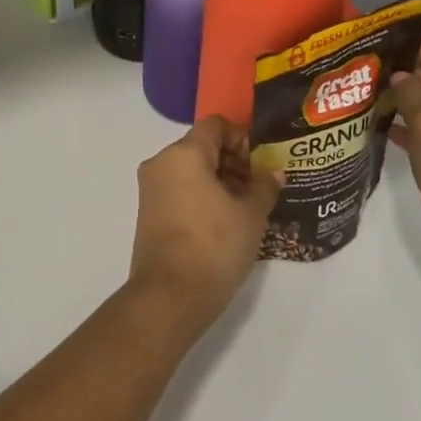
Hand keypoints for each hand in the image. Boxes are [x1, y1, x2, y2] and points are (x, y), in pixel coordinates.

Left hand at [129, 117, 282, 327]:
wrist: (170, 295)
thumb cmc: (214, 245)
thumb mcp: (251, 215)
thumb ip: (264, 187)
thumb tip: (273, 173)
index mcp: (184, 153)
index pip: (215, 125)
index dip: (241, 138)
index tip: (260, 164)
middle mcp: (161, 163)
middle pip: (201, 146)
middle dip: (232, 161)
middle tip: (257, 188)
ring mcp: (150, 188)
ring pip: (189, 169)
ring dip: (218, 180)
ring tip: (244, 208)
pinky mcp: (148, 212)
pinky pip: (178, 189)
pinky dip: (200, 195)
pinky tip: (223, 221)